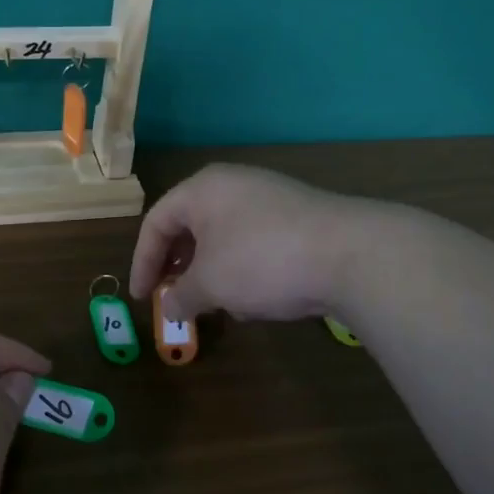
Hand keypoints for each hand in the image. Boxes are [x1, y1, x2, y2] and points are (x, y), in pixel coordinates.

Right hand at [129, 164, 361, 321]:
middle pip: (190, 227)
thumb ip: (182, 296)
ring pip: (224, 238)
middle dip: (179, 267)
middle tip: (173, 298)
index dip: (143, 262)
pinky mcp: (299, 219)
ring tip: (216, 305)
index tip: (142, 298)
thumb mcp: (211, 284)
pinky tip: (256, 301)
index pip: (156, 223)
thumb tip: (169, 307)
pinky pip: (255, 243)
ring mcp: (270, 199)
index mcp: (202, 190)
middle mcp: (234, 185)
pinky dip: (244, 270)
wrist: (352, 255)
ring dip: (212, 273)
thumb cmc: (262, 261)